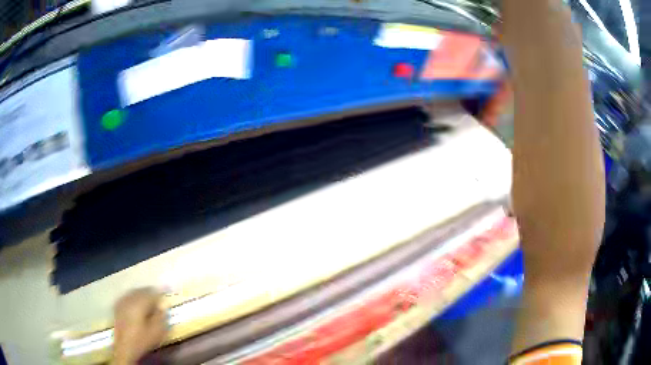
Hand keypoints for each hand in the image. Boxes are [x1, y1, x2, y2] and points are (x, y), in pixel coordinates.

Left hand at [112, 288, 167, 364]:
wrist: (125, 347)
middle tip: (158, 299)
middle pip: (142, 290)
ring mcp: (121, 301)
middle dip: (150, 293)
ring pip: (134, 292)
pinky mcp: (117, 306)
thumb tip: (163, 306)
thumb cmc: (142, 340)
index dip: (160, 293)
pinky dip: (134, 298)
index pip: (152, 292)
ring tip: (149, 302)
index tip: (166, 295)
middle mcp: (129, 298)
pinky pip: (127, 297)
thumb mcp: (157, 331)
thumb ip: (162, 316)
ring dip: (142, 295)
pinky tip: (137, 305)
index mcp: (139, 303)